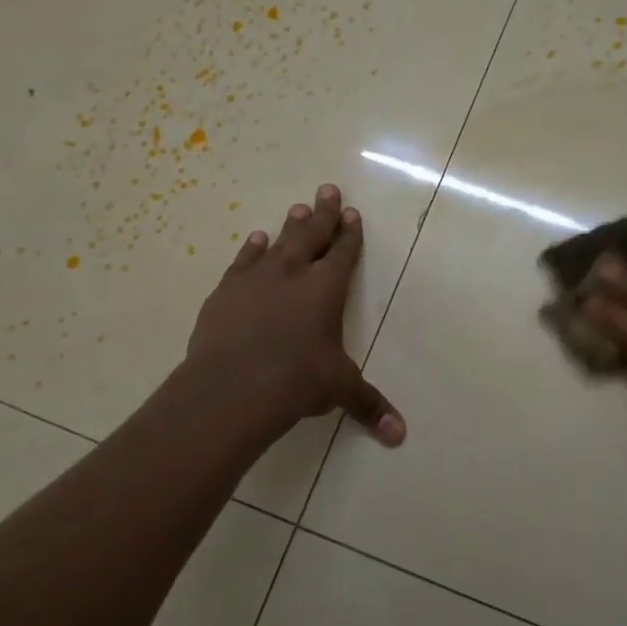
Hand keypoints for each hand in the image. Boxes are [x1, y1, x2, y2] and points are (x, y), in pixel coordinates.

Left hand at [185, 183, 405, 446]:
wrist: (232, 387)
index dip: (349, 233)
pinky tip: (254, 240)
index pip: (343, 253)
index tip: (352, 213)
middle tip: (327, 189)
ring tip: (297, 208)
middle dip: (323, 213)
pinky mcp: (226, 293)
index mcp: (326, 289)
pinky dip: (250, 250)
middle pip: (312, 235)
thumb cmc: (296, 382)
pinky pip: (243, 263)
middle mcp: (293, 274)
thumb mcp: (338, 390)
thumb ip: (369, 405)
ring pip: (278, 243)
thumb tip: (400, 435)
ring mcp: (256, 280)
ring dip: (290, 226)